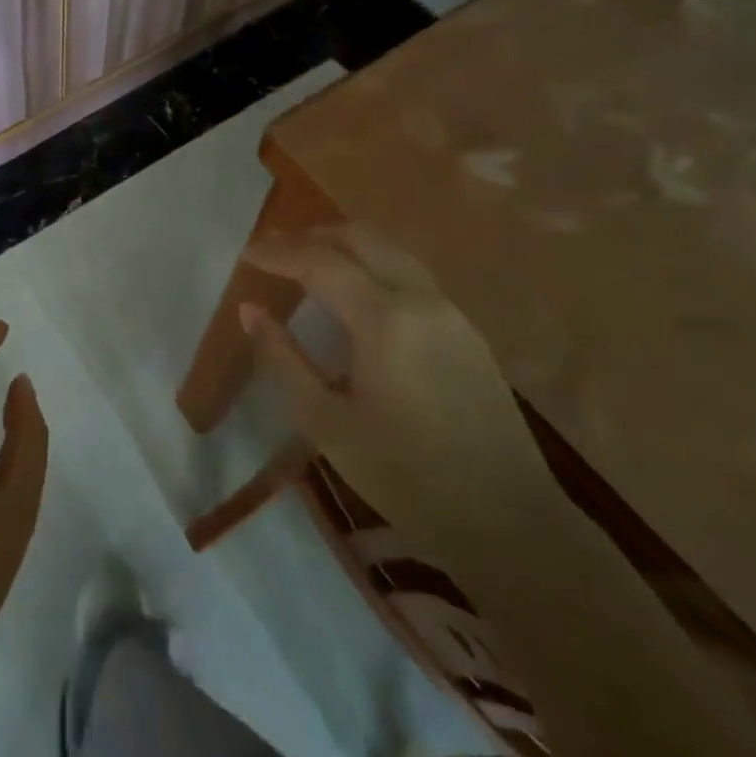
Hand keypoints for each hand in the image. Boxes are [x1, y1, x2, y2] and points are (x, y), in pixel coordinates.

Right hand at [240, 225, 559, 563]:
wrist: (510, 522)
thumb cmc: (406, 477)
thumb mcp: (326, 424)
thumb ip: (283, 359)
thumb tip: (249, 309)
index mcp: (385, 320)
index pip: (321, 262)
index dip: (279, 252)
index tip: (246, 253)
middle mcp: (422, 299)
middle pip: (361, 238)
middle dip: (312, 235)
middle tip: (273, 247)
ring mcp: (451, 312)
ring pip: (390, 250)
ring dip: (344, 245)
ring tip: (306, 260)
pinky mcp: (467, 331)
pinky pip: (409, 274)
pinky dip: (371, 264)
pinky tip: (353, 292)